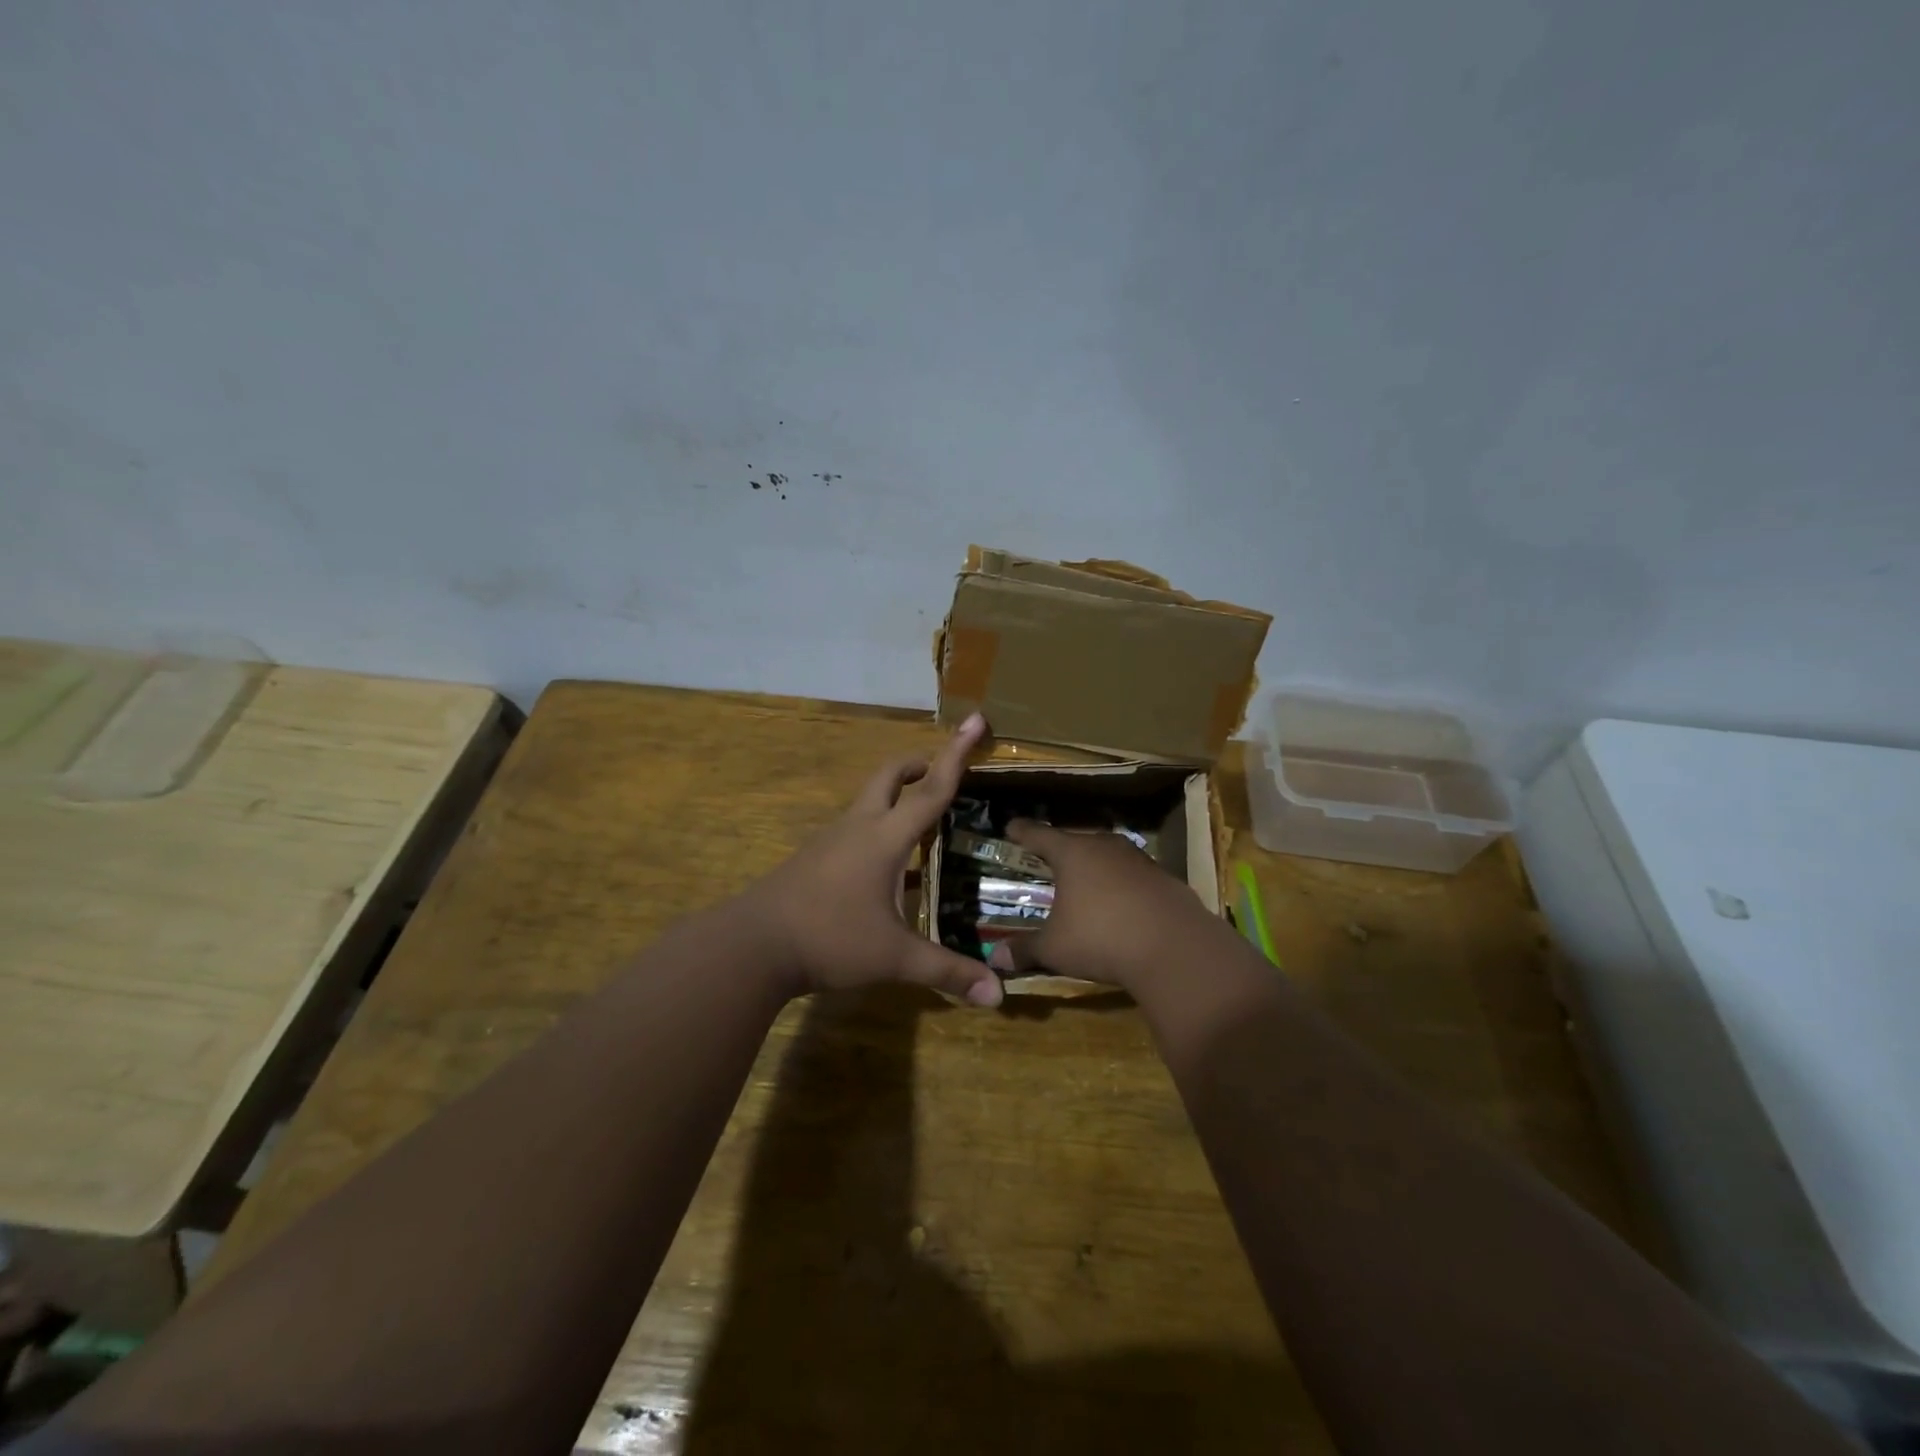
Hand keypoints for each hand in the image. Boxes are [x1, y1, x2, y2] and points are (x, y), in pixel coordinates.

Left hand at [743, 713, 1004, 1006]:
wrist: (751, 946)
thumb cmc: (829, 940)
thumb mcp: (894, 958)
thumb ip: (946, 972)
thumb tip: (998, 997)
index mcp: (884, 838)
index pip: (932, 788)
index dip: (957, 754)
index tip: (975, 718)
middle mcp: (858, 827)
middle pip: (890, 776)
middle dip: (919, 765)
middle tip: (943, 773)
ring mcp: (831, 840)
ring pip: (869, 801)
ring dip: (897, 798)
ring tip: (924, 823)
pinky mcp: (814, 858)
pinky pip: (855, 829)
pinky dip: (879, 830)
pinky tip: (887, 869)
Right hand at [986, 819, 1227, 992]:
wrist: (1175, 949)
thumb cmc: (1101, 939)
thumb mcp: (1055, 949)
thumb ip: (1024, 949)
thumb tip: (994, 957)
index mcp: (1072, 853)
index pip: (1039, 835)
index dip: (1022, 832)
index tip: (1010, 826)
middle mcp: (1105, 847)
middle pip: (1076, 842)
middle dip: (1060, 851)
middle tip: (1047, 860)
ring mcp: (1139, 860)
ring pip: (1108, 857)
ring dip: (1094, 868)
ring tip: (1084, 883)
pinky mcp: (1164, 879)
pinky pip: (1133, 876)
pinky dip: (1121, 886)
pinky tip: (1120, 906)